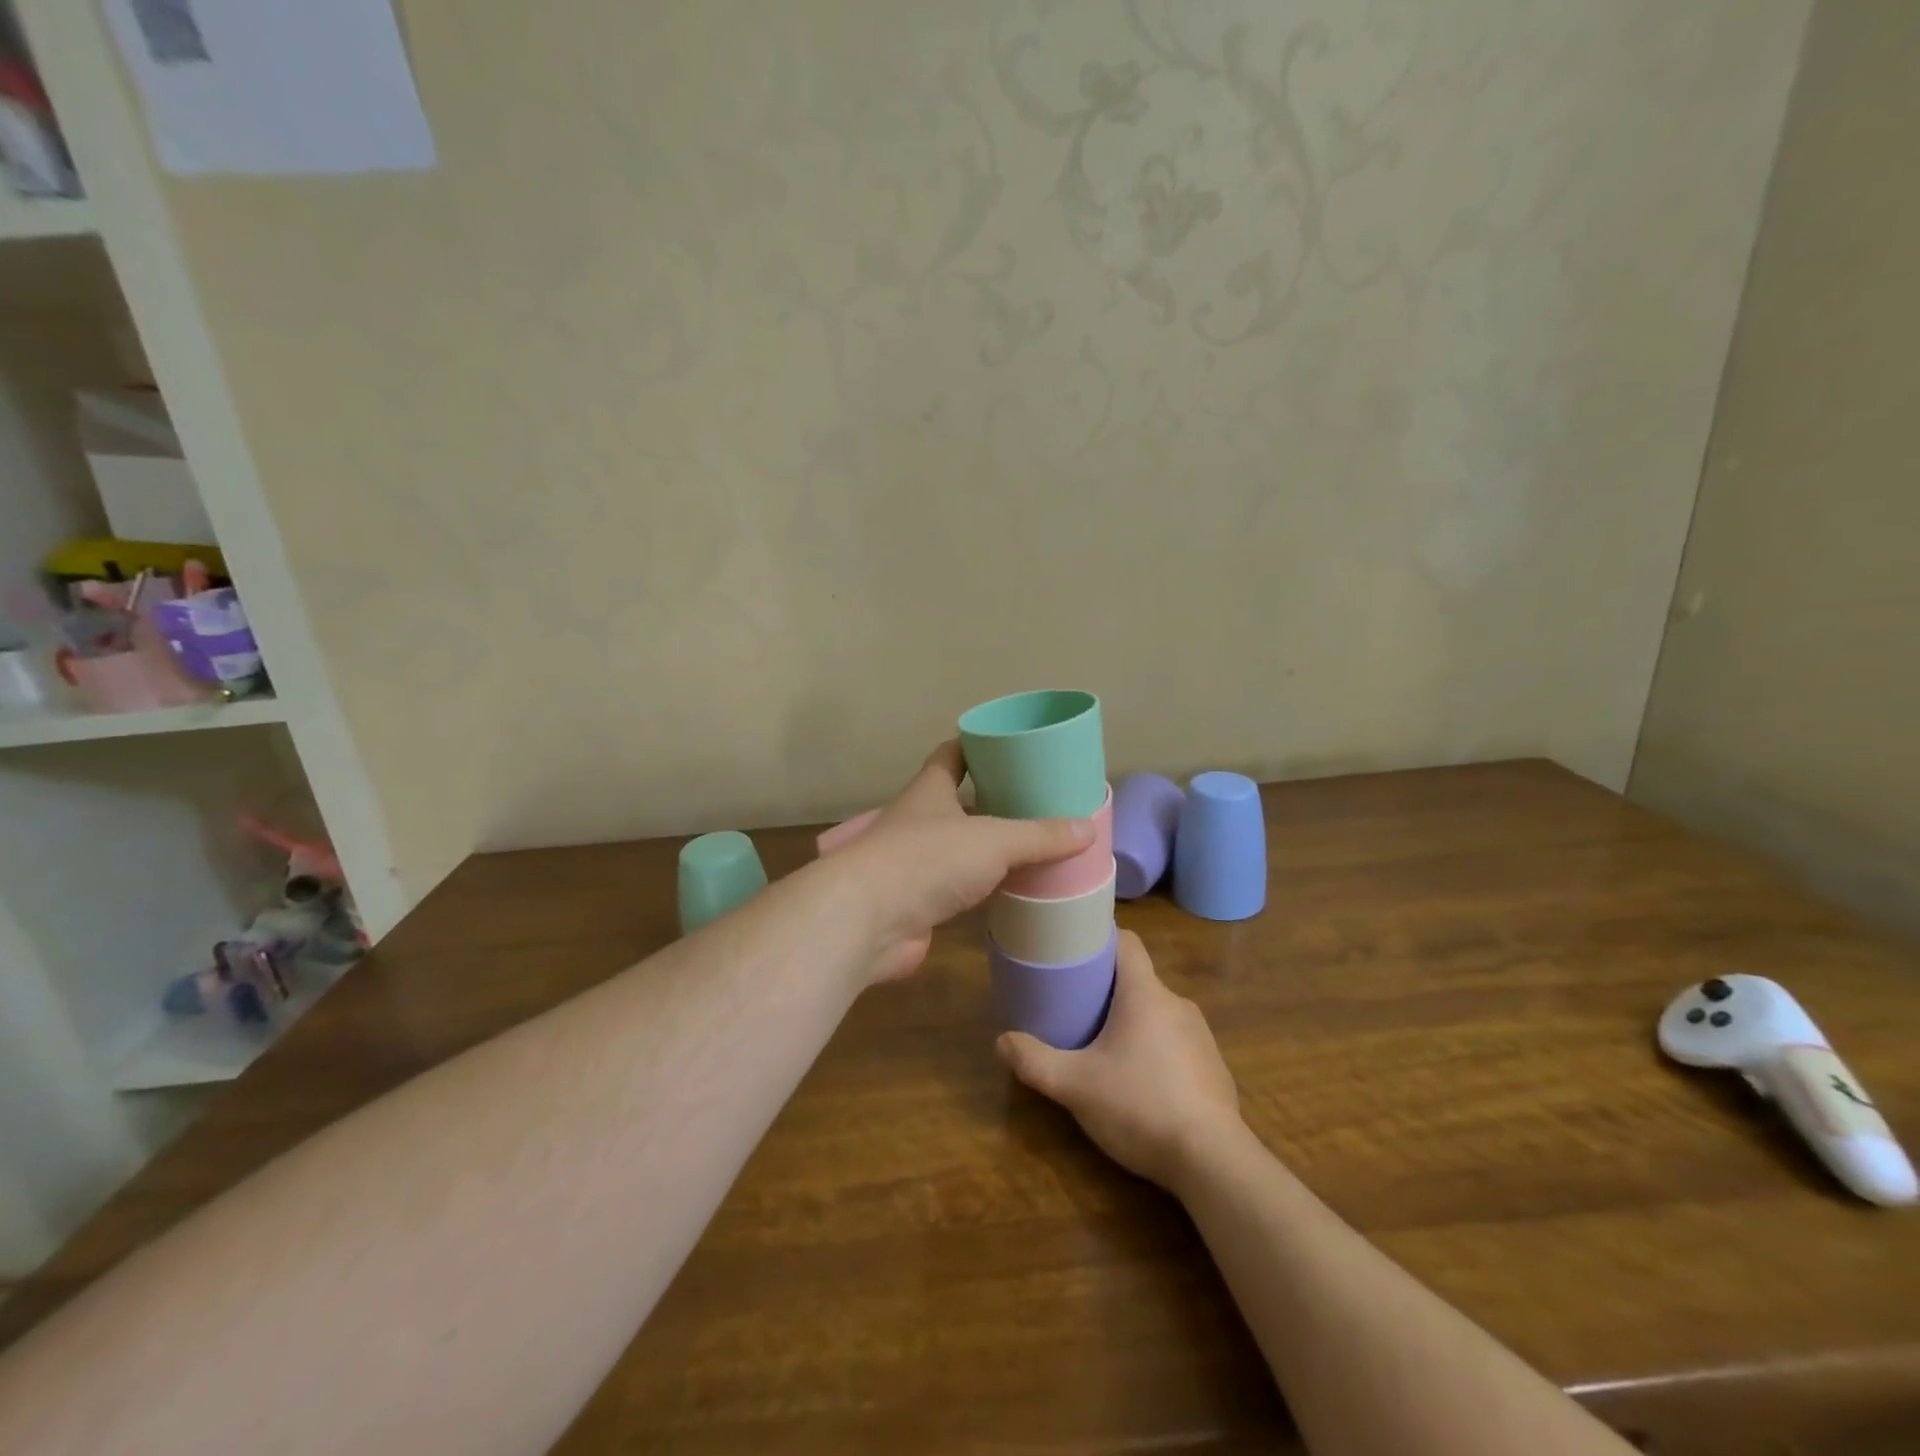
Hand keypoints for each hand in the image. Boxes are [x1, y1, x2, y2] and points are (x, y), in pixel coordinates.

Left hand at [827, 740, 1092, 983]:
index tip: (1006, 745)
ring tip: (1031, 848)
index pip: (951, 755)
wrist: (868, 920)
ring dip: (986, 849)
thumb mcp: (992, 839)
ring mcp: (914, 864)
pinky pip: (957, 890)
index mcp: (930, 792)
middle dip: (991, 801)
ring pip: (957, 848)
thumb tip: (1087, 828)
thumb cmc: (927, 860)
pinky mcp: (917, 904)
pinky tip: (1010, 893)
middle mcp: (918, 822)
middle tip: (1035, 803)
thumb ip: (1039, 836)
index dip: (975, 746)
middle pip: (957, 803)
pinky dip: (982, 890)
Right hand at [996, 930, 1241, 1190]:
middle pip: (1139, 979)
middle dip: (1109, 988)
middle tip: (1077, 1005)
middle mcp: (1177, 1003)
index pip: (1127, 942)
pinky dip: (1157, 1049)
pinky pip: (1178, 1043)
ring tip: (1105, 1046)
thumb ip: (1035, 1062)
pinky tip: (1141, 1083)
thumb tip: (1001, 1041)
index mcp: (1145, 994)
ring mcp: (1201, 1036)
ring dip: (1133, 1021)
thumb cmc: (1140, 1106)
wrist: (1213, 1161)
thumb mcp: (1075, 1086)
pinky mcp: (1214, 1067)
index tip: (1076, 948)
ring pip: (1158, 1012)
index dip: (1102, 938)